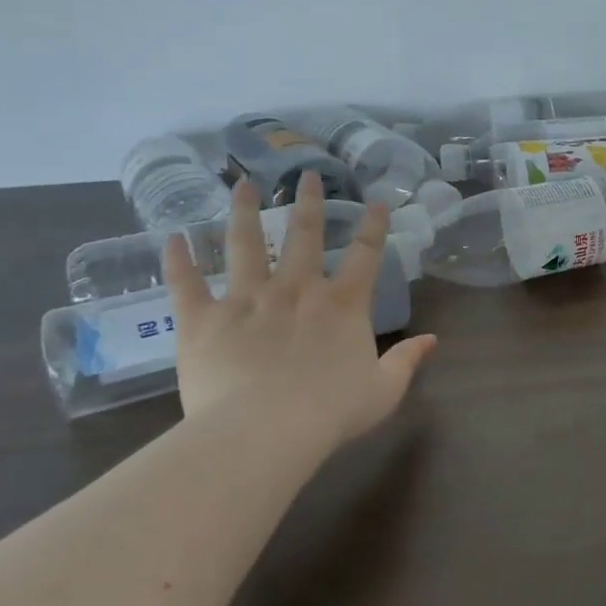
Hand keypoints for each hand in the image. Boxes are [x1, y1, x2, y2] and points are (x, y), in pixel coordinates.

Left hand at [163, 175, 436, 444]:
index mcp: (342, 304)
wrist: (264, 431)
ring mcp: (247, 299)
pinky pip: (187, 283)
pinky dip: (178, 259)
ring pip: (245, 245)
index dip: (374, 225)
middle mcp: (296, 289)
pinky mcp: (204, 319)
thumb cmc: (331, 412)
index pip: (366, 254)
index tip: (377, 200)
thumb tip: (433, 339)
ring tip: (242, 184)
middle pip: (304, 235)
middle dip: (308, 202)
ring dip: (244, 213)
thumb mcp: (383, 390)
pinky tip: (171, 237)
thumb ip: (407, 360)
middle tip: (307, 174)